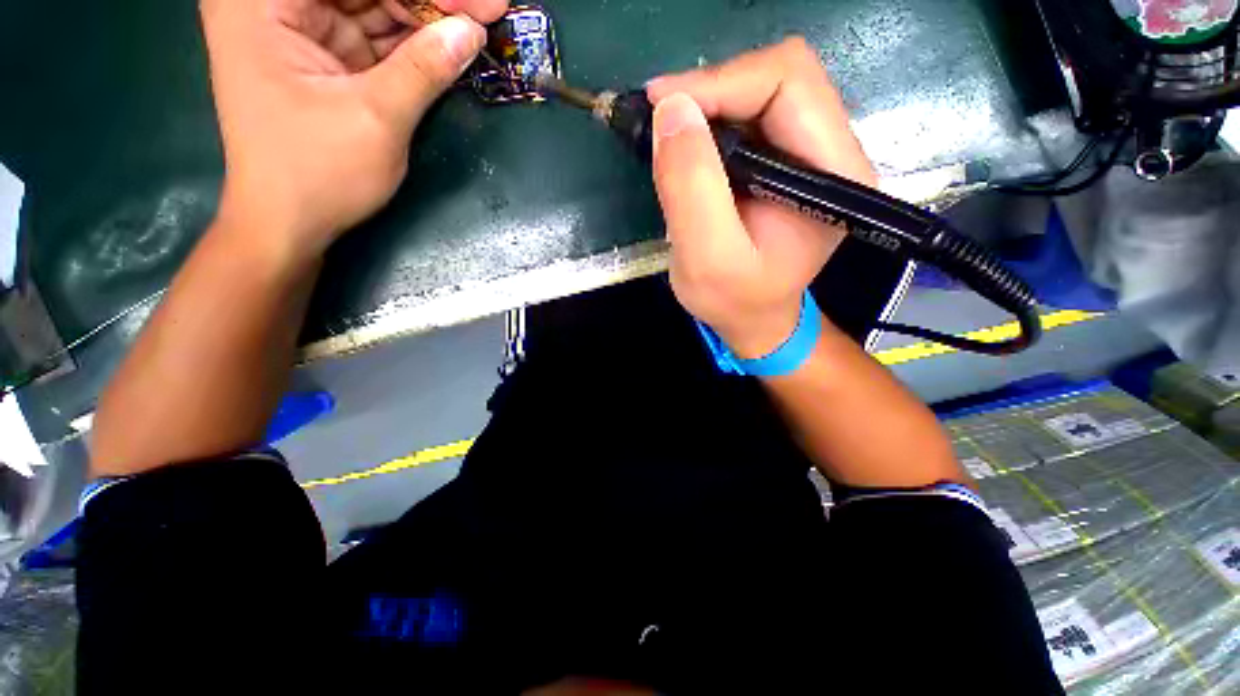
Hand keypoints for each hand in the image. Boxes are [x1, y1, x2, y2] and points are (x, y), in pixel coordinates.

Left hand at [200, 0, 506, 258]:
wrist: (289, 222)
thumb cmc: (318, 173)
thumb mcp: (376, 118)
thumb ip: (424, 69)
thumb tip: (472, 32)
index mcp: (263, 1)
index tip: (482, 2)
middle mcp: (276, 3)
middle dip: (430, 2)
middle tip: (488, 12)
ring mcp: (300, 28)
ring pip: (376, 5)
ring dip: (428, 20)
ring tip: (476, 29)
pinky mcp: (324, 56)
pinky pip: (377, 36)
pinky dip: (415, 44)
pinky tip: (449, 46)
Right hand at [646, 37, 875, 358]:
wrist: (754, 318)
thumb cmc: (736, 301)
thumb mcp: (707, 260)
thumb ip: (692, 189)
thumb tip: (672, 110)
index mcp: (833, 174)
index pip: (788, 83)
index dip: (720, 83)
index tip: (662, 107)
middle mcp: (833, 152)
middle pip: (777, 76)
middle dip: (711, 90)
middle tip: (661, 120)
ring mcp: (810, 153)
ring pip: (760, 90)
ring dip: (708, 106)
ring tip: (670, 138)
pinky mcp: (784, 160)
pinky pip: (748, 115)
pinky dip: (710, 122)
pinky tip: (688, 149)